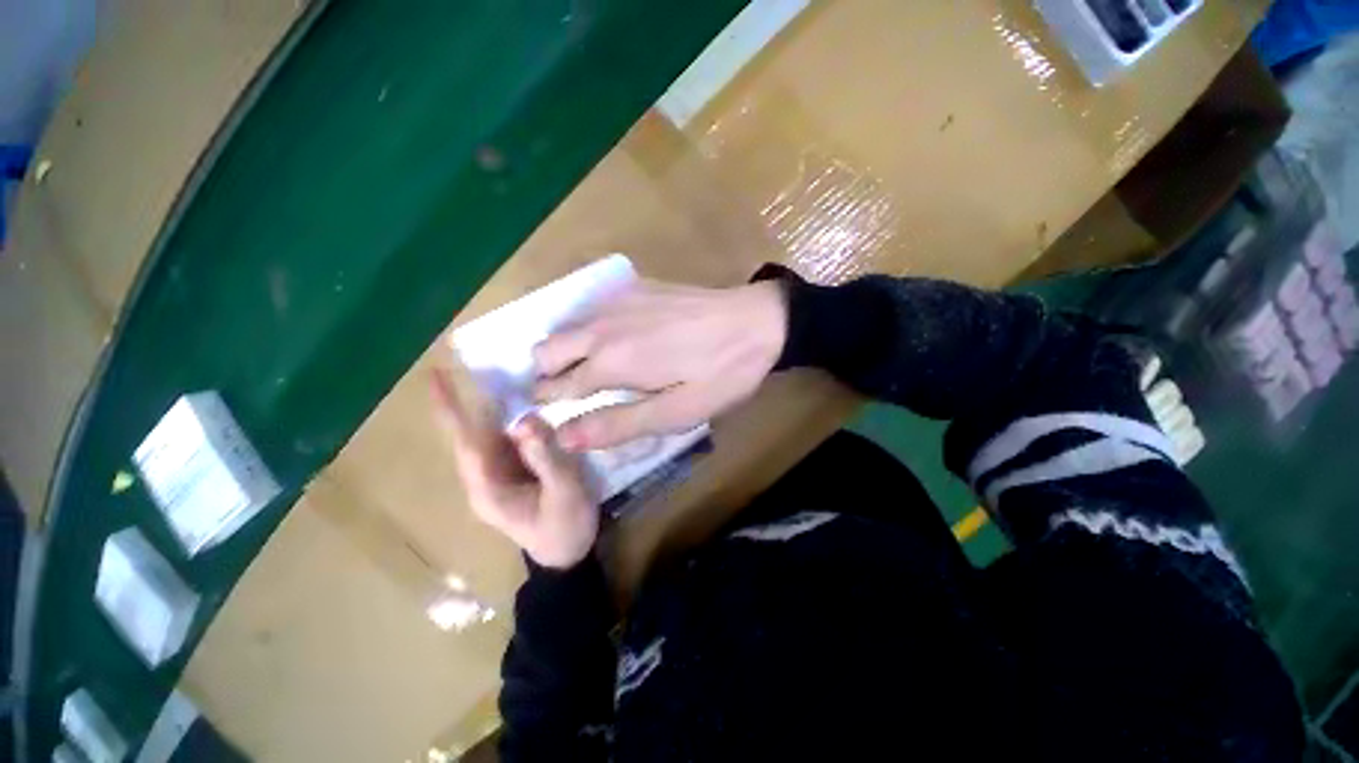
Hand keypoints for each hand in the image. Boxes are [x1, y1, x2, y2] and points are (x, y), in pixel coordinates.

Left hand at [432, 368, 598, 568]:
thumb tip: (526, 419)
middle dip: (474, 400)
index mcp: (488, 488)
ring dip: (496, 408)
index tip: (435, 376)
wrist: (567, 555)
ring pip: (490, 436)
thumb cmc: (565, 527)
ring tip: (508, 379)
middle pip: (474, 434)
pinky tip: (526, 406)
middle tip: (484, 366)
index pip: (465, 441)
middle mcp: (484, 480)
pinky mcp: (512, 474)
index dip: (451, 408)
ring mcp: (497, 477)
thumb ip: (546, 457)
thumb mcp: (564, 492)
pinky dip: (512, 421)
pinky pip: (506, 441)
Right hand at [534, 279, 786, 450]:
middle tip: (574, 393)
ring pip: (566, 326)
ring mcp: (617, 300)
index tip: (548, 414)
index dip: (548, 403)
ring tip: (594, 369)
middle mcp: (602, 326)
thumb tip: (562, 437)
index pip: (555, 385)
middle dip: (548, 374)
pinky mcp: (635, 286)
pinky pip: (592, 309)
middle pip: (546, 349)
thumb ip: (617, 424)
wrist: (757, 321)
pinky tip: (619, 339)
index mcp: (610, 361)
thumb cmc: (720, 374)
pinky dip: (591, 328)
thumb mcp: (676, 413)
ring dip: (567, 350)